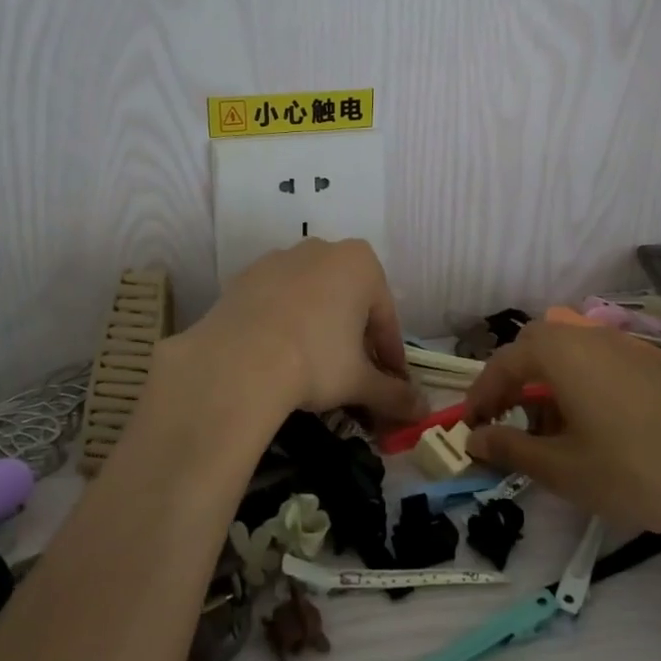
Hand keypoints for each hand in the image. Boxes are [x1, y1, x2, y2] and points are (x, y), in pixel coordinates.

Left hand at [180, 239, 424, 422]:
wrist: (236, 362)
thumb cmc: (316, 360)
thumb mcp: (360, 381)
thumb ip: (394, 394)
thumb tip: (423, 412)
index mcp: (361, 263)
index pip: (386, 317)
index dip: (389, 356)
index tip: (390, 385)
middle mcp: (322, 249)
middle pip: (349, 302)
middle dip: (354, 338)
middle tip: (353, 377)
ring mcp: (278, 259)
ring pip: (311, 298)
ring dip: (319, 328)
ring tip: (313, 369)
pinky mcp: (244, 277)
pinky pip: (276, 301)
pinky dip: (284, 325)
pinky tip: (278, 357)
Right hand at [463, 322, 660, 543]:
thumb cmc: (632, 471)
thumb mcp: (562, 468)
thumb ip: (511, 447)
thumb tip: (474, 438)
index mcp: (562, 352)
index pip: (504, 362)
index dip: (480, 394)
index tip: (468, 428)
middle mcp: (590, 337)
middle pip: (535, 347)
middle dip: (511, 382)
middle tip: (501, 421)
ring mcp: (624, 349)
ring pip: (566, 353)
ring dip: (543, 384)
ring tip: (542, 431)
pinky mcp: (648, 367)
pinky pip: (595, 363)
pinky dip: (574, 385)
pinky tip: (584, 426)